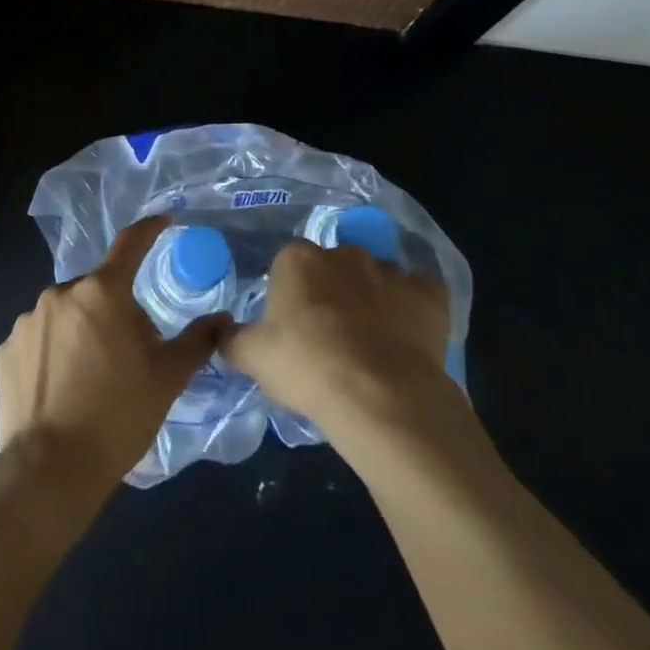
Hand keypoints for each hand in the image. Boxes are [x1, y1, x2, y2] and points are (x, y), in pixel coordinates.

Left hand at [0, 215, 226, 509]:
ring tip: (90, 380)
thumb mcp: (166, 380)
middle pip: (97, 291)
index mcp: (102, 293)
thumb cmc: (117, 418)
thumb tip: (221, 319)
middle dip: (114, 311)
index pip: (129, 244)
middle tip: (127, 355)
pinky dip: (51, 353)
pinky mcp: (4, 351)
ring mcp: (27, 321)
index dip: (149, 229)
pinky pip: (38, 339)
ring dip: (80, 331)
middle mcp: (60, 294)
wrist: (49, 472)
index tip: (163, 221)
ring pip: (65, 314)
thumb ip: (196, 342)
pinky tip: (59, 389)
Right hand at [223, 238, 452, 437]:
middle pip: (334, 266)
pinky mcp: (428, 296)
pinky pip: (420, 293)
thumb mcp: (253, 358)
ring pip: (377, 278)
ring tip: (372, 343)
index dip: (290, 293)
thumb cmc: (307, 368)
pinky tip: (409, 334)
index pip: (288, 264)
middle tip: (330, 335)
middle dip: (332, 291)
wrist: (379, 396)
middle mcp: (344, 253)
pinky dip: (415, 307)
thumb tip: (221, 332)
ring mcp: (389, 271)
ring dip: (373, 299)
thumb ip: (233, 340)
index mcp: (298, 259)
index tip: (292, 325)